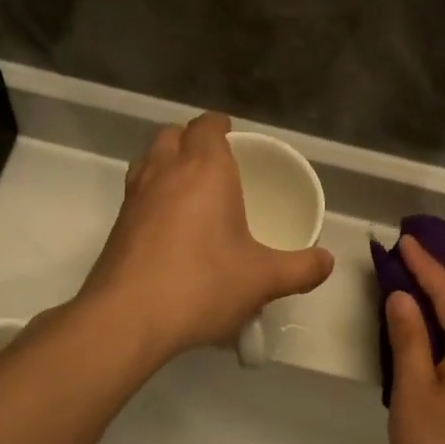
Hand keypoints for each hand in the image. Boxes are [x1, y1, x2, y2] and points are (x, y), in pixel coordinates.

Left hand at [80, 112, 333, 363]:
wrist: (128, 318)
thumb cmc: (203, 285)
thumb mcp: (263, 280)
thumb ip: (301, 269)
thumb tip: (327, 262)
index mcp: (205, 170)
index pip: (206, 127)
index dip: (219, 125)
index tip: (231, 134)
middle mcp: (165, 173)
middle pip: (172, 135)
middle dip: (191, 139)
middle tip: (213, 162)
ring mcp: (135, 198)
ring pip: (148, 160)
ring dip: (166, 162)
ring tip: (189, 189)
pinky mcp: (117, 226)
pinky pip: (136, 193)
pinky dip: (152, 194)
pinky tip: (169, 227)